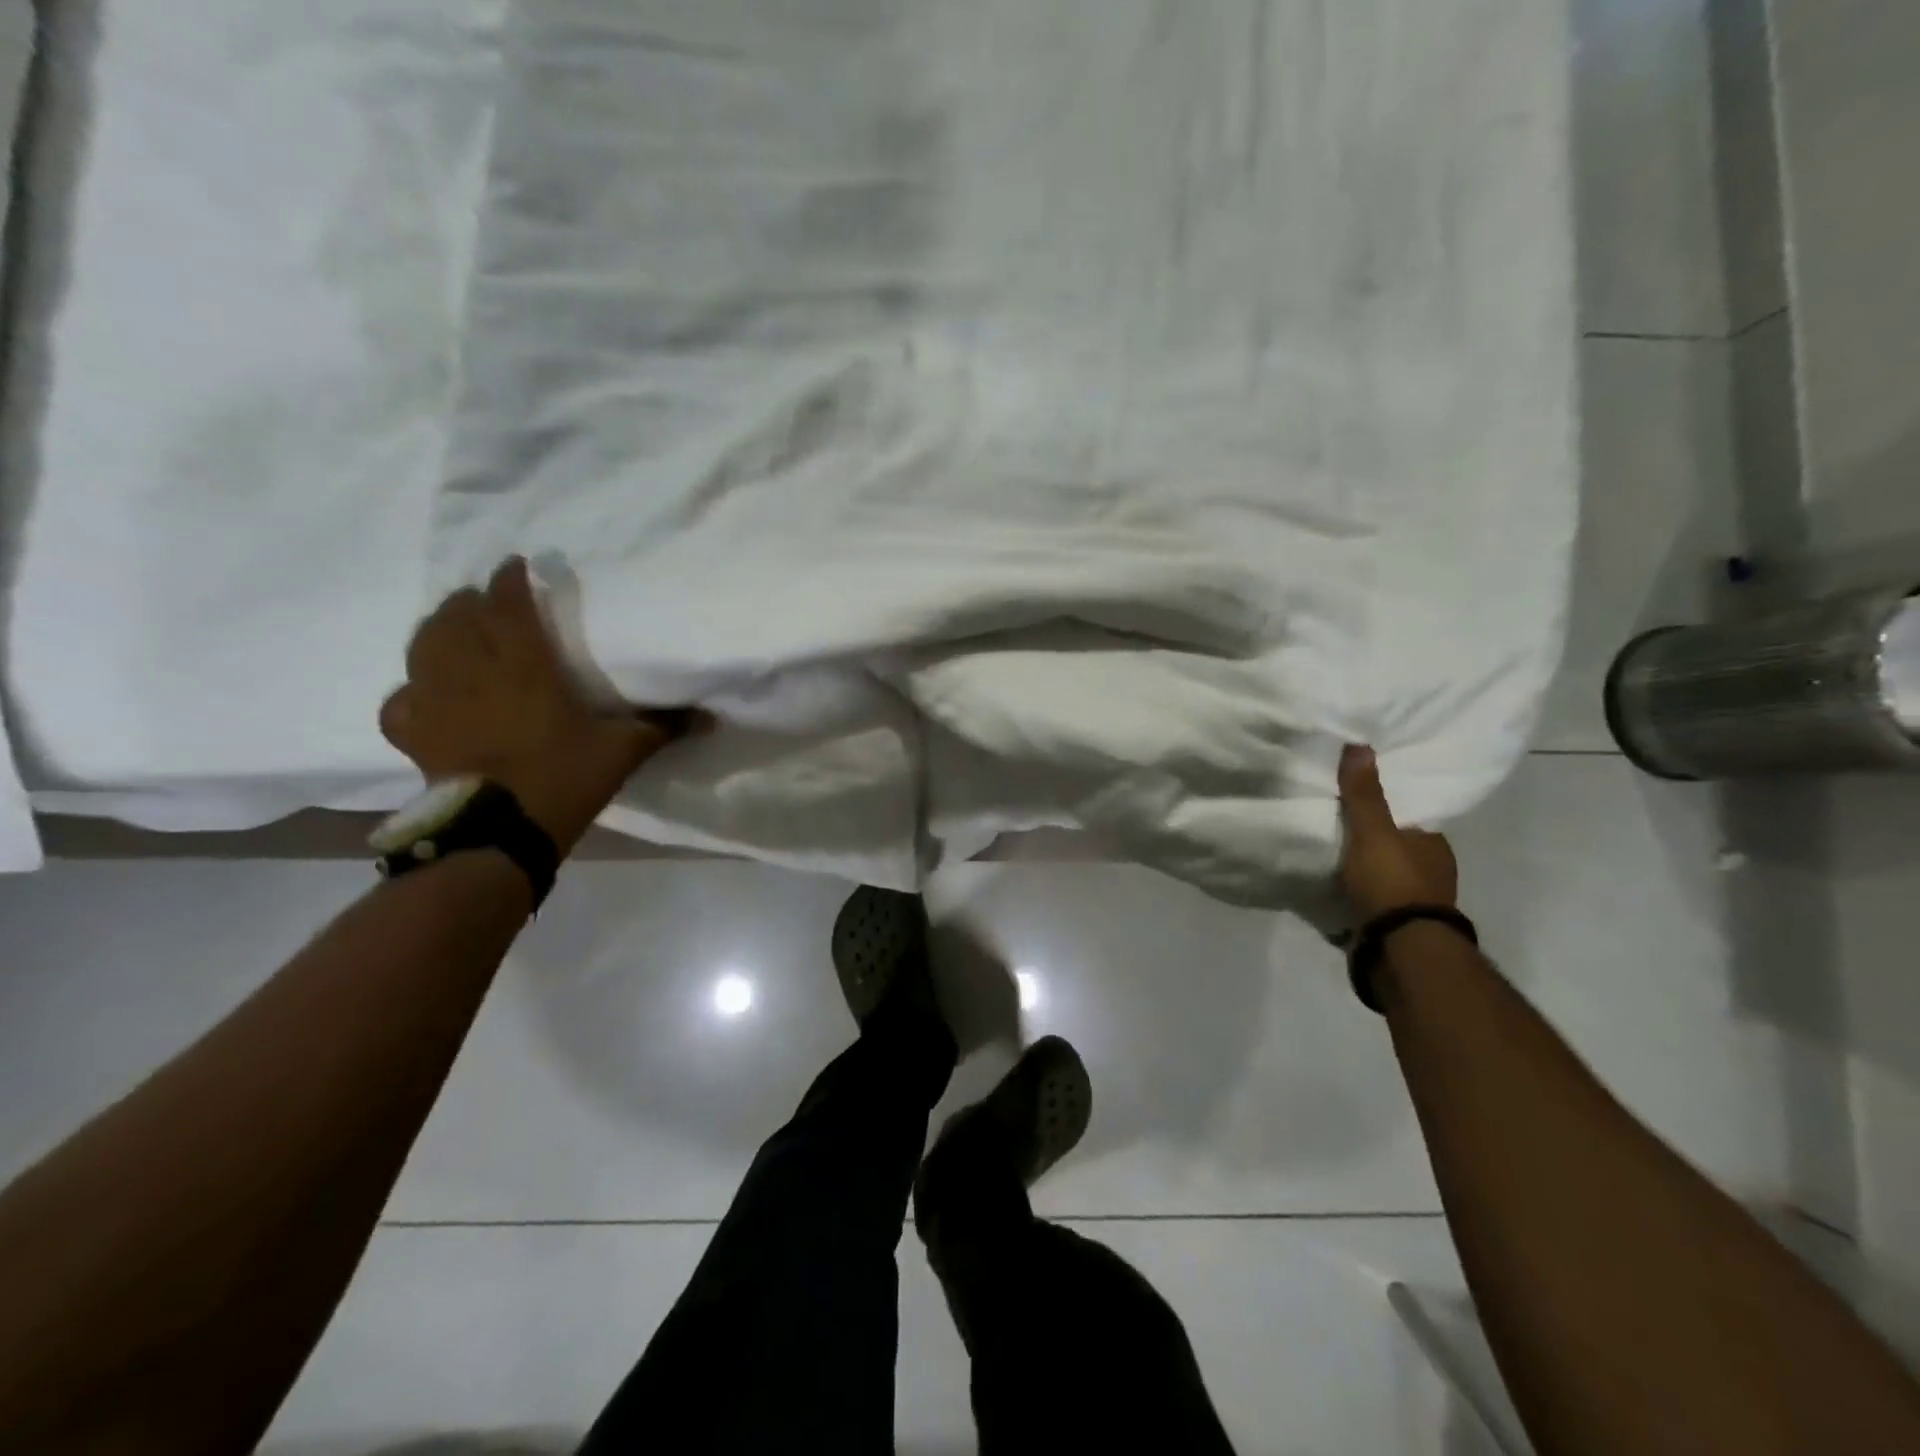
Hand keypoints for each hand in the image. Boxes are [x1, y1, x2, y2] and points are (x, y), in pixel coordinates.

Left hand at [381, 558, 691, 849]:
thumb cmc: (564, 778)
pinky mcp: (413, 733)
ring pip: (423, 647)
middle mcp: (472, 672)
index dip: (509, 580)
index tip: (516, 566)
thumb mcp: (622, 750)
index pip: (508, 606)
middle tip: (486, 599)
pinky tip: (425, 694)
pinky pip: (402, 698)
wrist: (501, 831)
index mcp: (524, 667)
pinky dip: (412, 689)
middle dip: (470, 601)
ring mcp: (435, 701)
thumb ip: (662, 727)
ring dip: (437, 630)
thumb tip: (709, 717)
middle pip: (457, 618)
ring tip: (452, 629)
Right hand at [1337, 744, 1458, 921]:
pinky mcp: (1396, 927)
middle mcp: (1432, 872)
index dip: (1386, 810)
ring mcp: (1415, 904)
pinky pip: (1373, 902)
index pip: (1410, 819)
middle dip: (1372, 843)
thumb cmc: (1392, 881)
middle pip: (1397, 848)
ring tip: (1329, 860)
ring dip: (1364, 872)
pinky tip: (1335, 890)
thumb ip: (1364, 793)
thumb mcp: (1372, 830)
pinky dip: (1357, 896)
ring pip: (1386, 877)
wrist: (1400, 948)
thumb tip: (1359, 745)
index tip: (1358, 804)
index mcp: (1434, 845)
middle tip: (1336, 829)